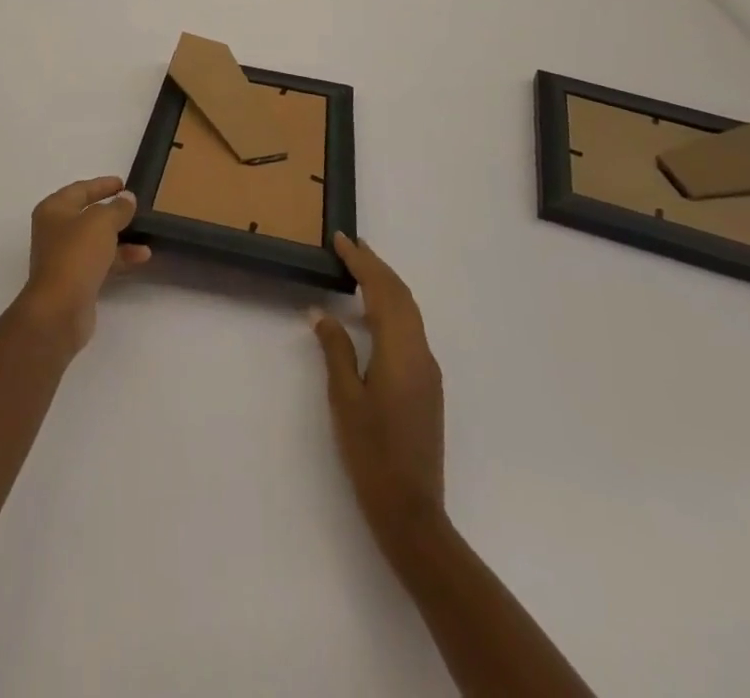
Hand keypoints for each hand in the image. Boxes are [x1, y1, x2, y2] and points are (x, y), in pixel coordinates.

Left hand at [17, 176, 150, 352]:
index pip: (80, 189)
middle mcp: (55, 231)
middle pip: (88, 215)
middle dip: (113, 212)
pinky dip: (119, 257)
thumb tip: (127, 198)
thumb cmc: (76, 255)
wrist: (59, 309)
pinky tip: (142, 257)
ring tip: (147, 234)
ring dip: (121, 237)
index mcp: (54, 210)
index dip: (102, 185)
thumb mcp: (101, 222)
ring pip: (96, 240)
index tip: (123, 183)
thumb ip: (117, 208)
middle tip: (136, 207)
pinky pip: (101, 262)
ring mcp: (64, 257)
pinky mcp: (75, 280)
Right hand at [313, 232, 446, 537]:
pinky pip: (411, 329)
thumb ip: (335, 349)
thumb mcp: (345, 399)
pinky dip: (392, 307)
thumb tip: (321, 312)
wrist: (412, 511)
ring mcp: (428, 369)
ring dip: (386, 284)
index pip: (383, 291)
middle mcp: (421, 353)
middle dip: (376, 266)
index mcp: (401, 351)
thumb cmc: (372, 453)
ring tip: (359, 269)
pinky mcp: (427, 384)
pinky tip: (372, 313)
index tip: (341, 239)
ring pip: (409, 311)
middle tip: (350, 245)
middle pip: (401, 295)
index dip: (362, 261)